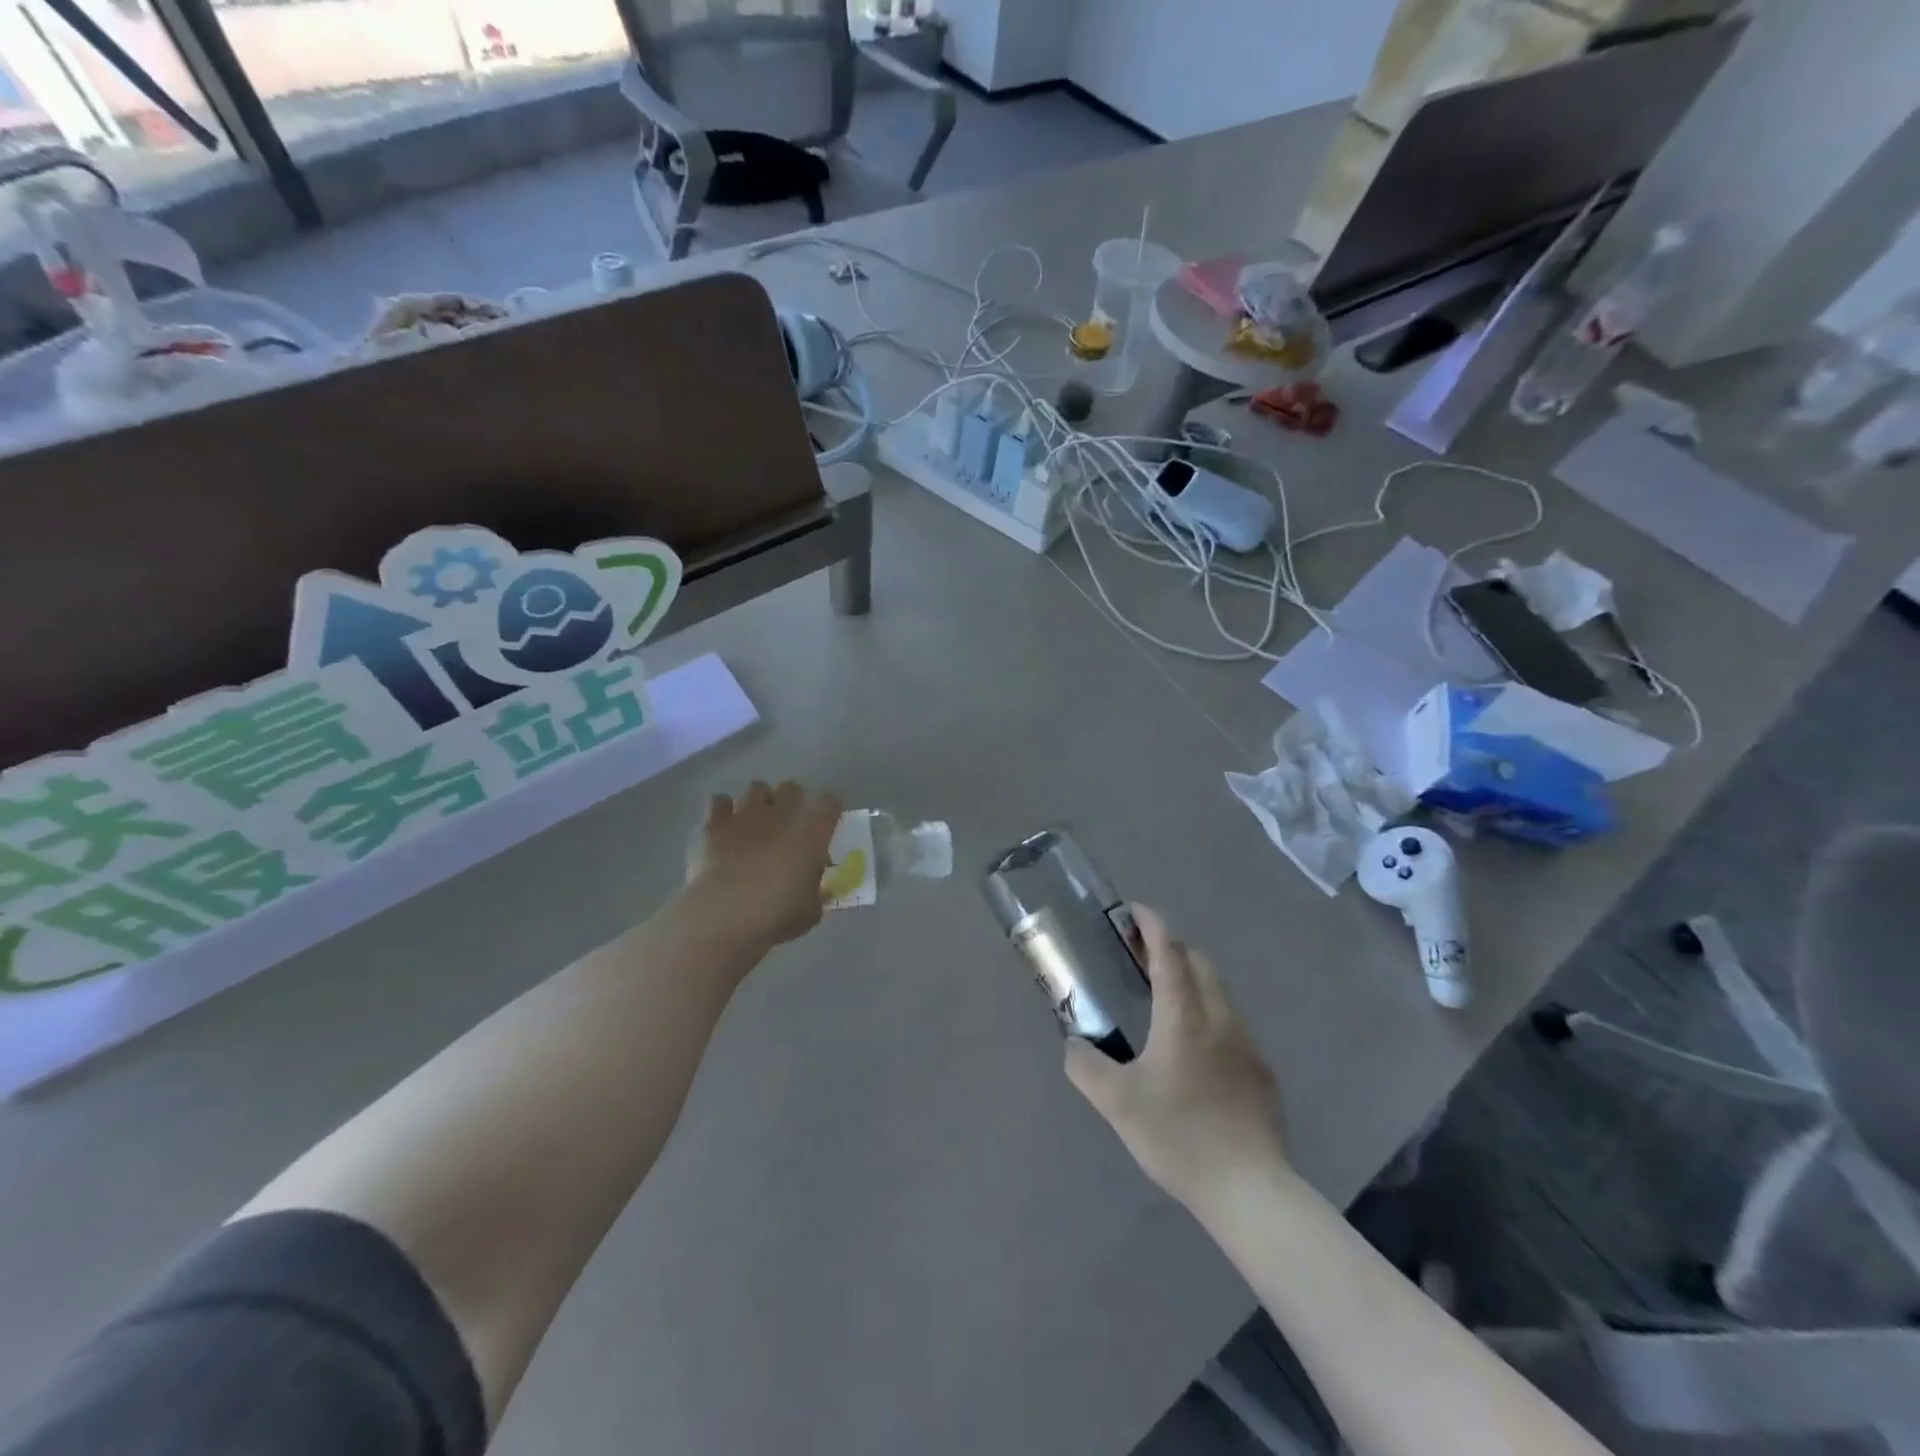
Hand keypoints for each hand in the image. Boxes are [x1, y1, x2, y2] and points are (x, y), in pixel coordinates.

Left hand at [684, 780, 841, 950]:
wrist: (722, 916)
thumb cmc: (775, 916)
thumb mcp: (809, 912)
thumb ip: (817, 895)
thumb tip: (820, 891)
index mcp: (811, 833)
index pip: (829, 803)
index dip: (828, 811)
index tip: (825, 825)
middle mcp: (781, 815)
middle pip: (792, 788)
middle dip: (792, 801)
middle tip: (788, 824)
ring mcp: (745, 814)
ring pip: (757, 788)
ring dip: (759, 802)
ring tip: (755, 822)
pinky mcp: (713, 823)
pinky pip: (718, 800)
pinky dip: (722, 810)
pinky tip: (723, 826)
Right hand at [1065, 906, 1288, 1212]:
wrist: (1250, 1191)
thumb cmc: (1180, 1137)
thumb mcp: (1117, 1103)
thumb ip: (1086, 1066)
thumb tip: (1074, 1044)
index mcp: (1185, 1017)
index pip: (1170, 952)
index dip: (1152, 924)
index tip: (1133, 910)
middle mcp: (1220, 1018)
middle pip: (1199, 962)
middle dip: (1170, 947)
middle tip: (1138, 954)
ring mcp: (1247, 1044)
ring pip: (1218, 991)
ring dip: (1190, 978)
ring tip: (1162, 996)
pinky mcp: (1261, 1071)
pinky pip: (1230, 1022)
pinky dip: (1206, 1010)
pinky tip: (1192, 1046)